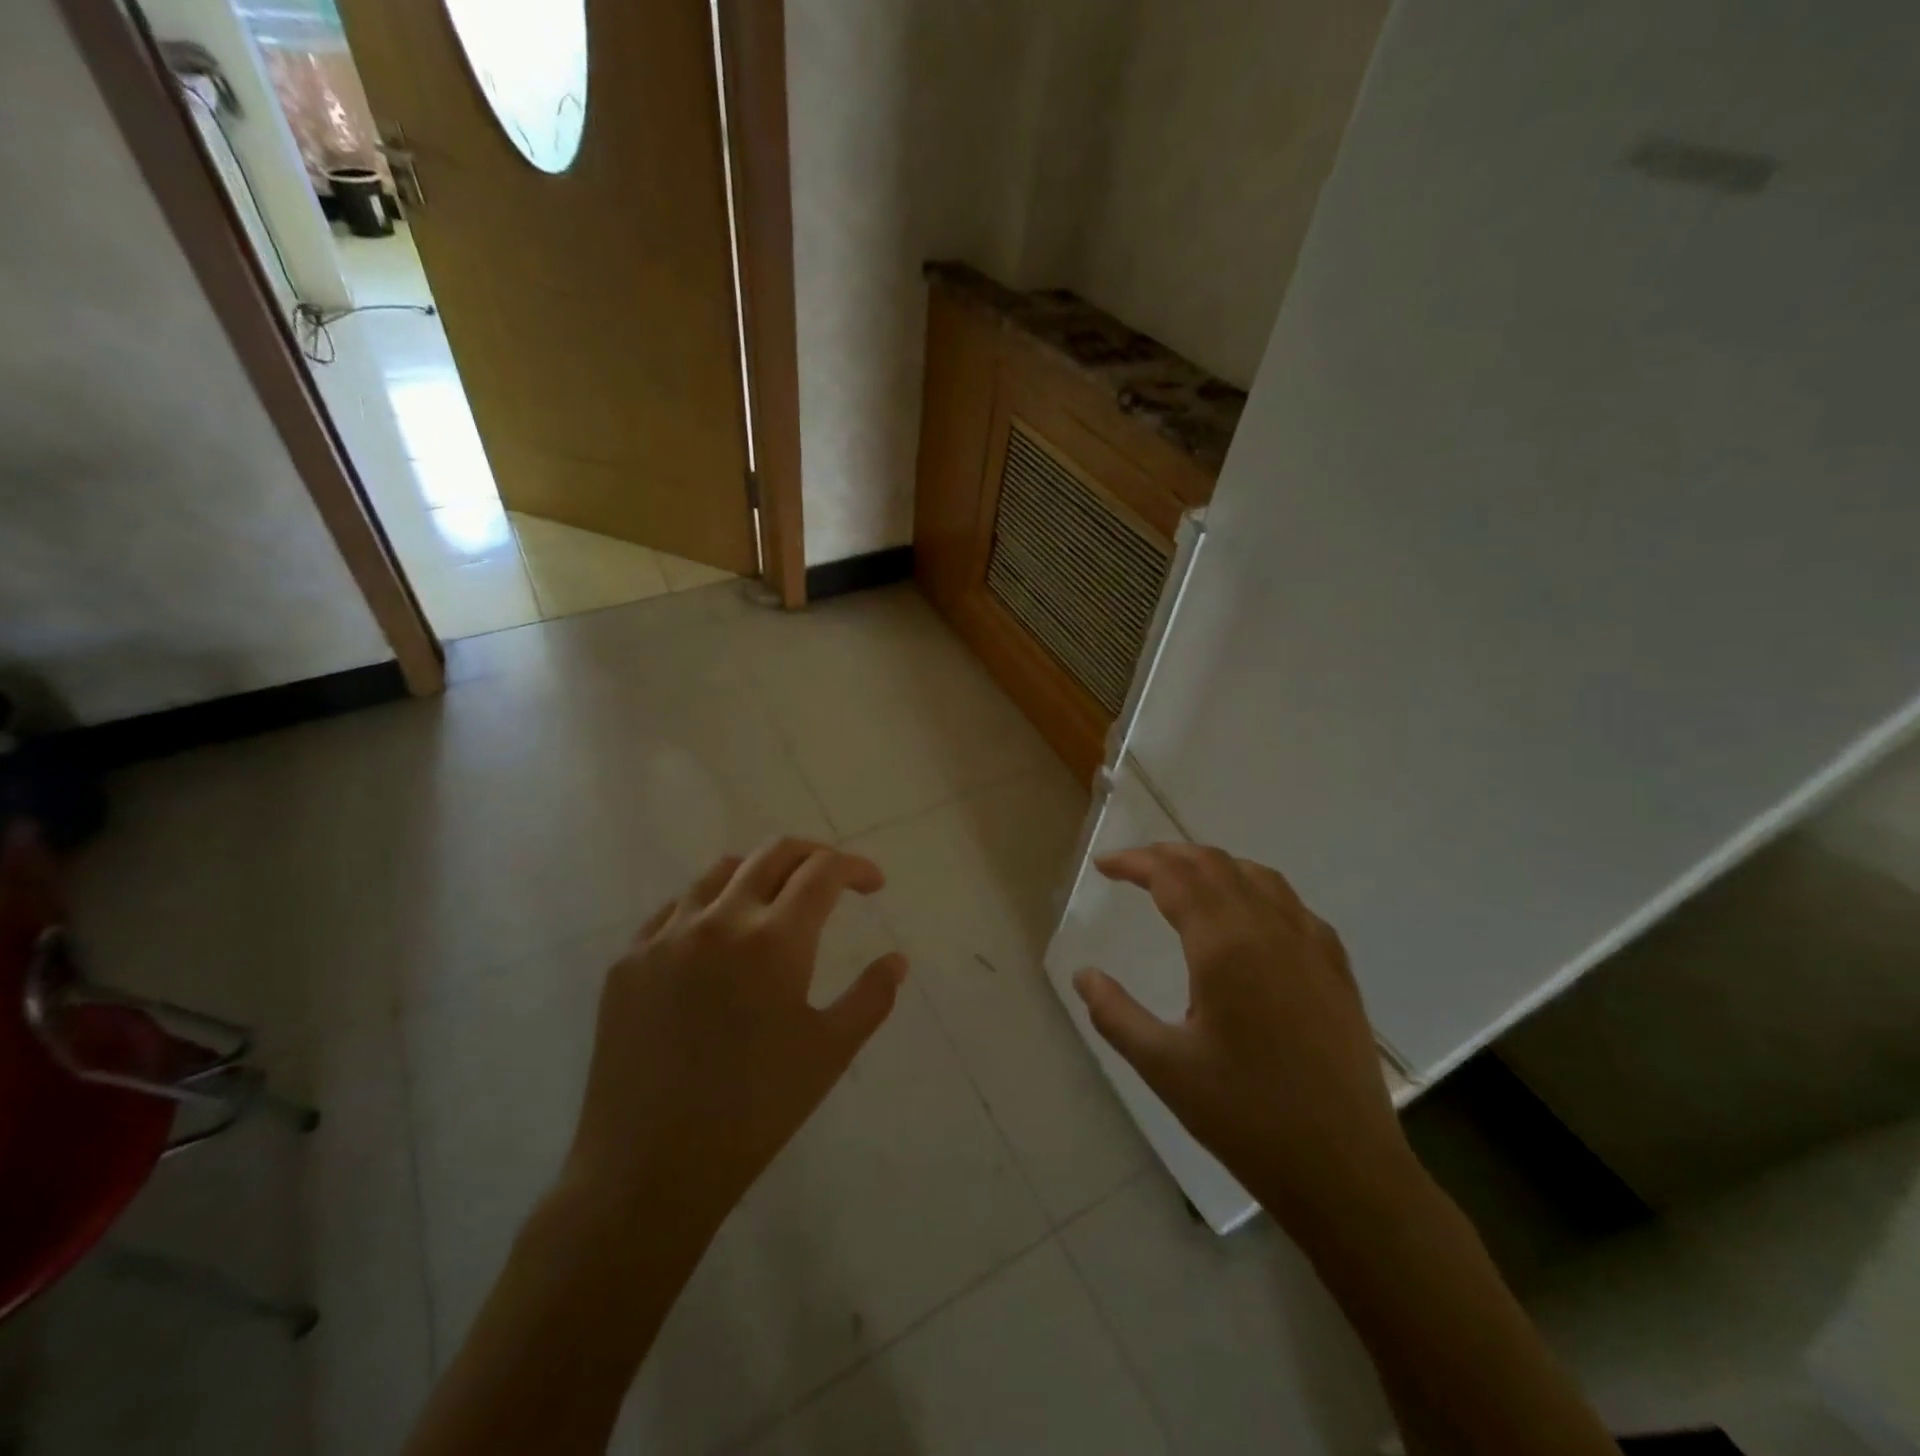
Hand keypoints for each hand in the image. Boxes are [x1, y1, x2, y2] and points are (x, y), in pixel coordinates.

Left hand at [563, 838, 907, 1241]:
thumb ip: (872, 997)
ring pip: (719, 872)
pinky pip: (674, 909)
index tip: (873, 884)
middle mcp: (718, 921)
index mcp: (774, 940)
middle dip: (813, 855)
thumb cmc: (755, 1111)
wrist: (650, 1168)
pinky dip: (708, 905)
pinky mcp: (628, 962)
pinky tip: (715, 937)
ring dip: (759, 873)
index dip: (855, 867)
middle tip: (832, 878)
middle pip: (773, 853)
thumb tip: (897, 960)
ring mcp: (665, 937)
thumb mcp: (830, 1053)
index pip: (822, 872)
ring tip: (775, 901)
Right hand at [1073, 844, 1412, 1229]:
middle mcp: (1269, 928)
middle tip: (1134, 867)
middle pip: (1214, 864)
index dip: (1135, 863)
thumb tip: (1084, 975)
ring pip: (1256, 875)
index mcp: (1224, 945)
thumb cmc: (1245, 1117)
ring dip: (1212, 865)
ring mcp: (1310, 943)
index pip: (1173, 877)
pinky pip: (1289, 901)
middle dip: (1169, 855)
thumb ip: (1114, 1013)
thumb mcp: (1163, 1066)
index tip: (1104, 866)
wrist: (1344, 1170)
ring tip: (1183, 879)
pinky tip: (1246, 915)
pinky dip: (1254, 887)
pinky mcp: (1336, 965)